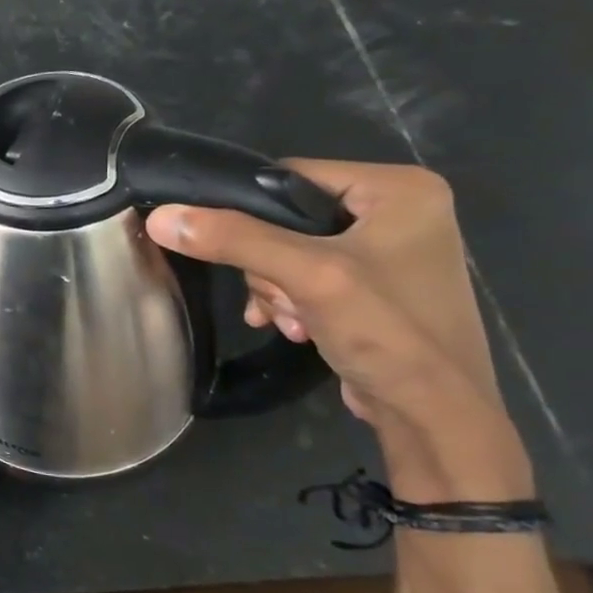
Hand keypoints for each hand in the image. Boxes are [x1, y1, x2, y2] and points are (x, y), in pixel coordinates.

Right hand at [145, 162, 507, 454]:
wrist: (433, 415)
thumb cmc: (386, 331)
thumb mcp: (305, 276)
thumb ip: (233, 239)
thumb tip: (159, 218)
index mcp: (400, 188)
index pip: (291, 176)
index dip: (249, 211)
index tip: (231, 249)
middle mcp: (399, 210)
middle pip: (286, 217)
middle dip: (268, 265)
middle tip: (280, 298)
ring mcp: (388, 249)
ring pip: (288, 250)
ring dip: (275, 288)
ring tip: (289, 320)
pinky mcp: (374, 285)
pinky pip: (306, 275)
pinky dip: (290, 300)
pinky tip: (292, 327)